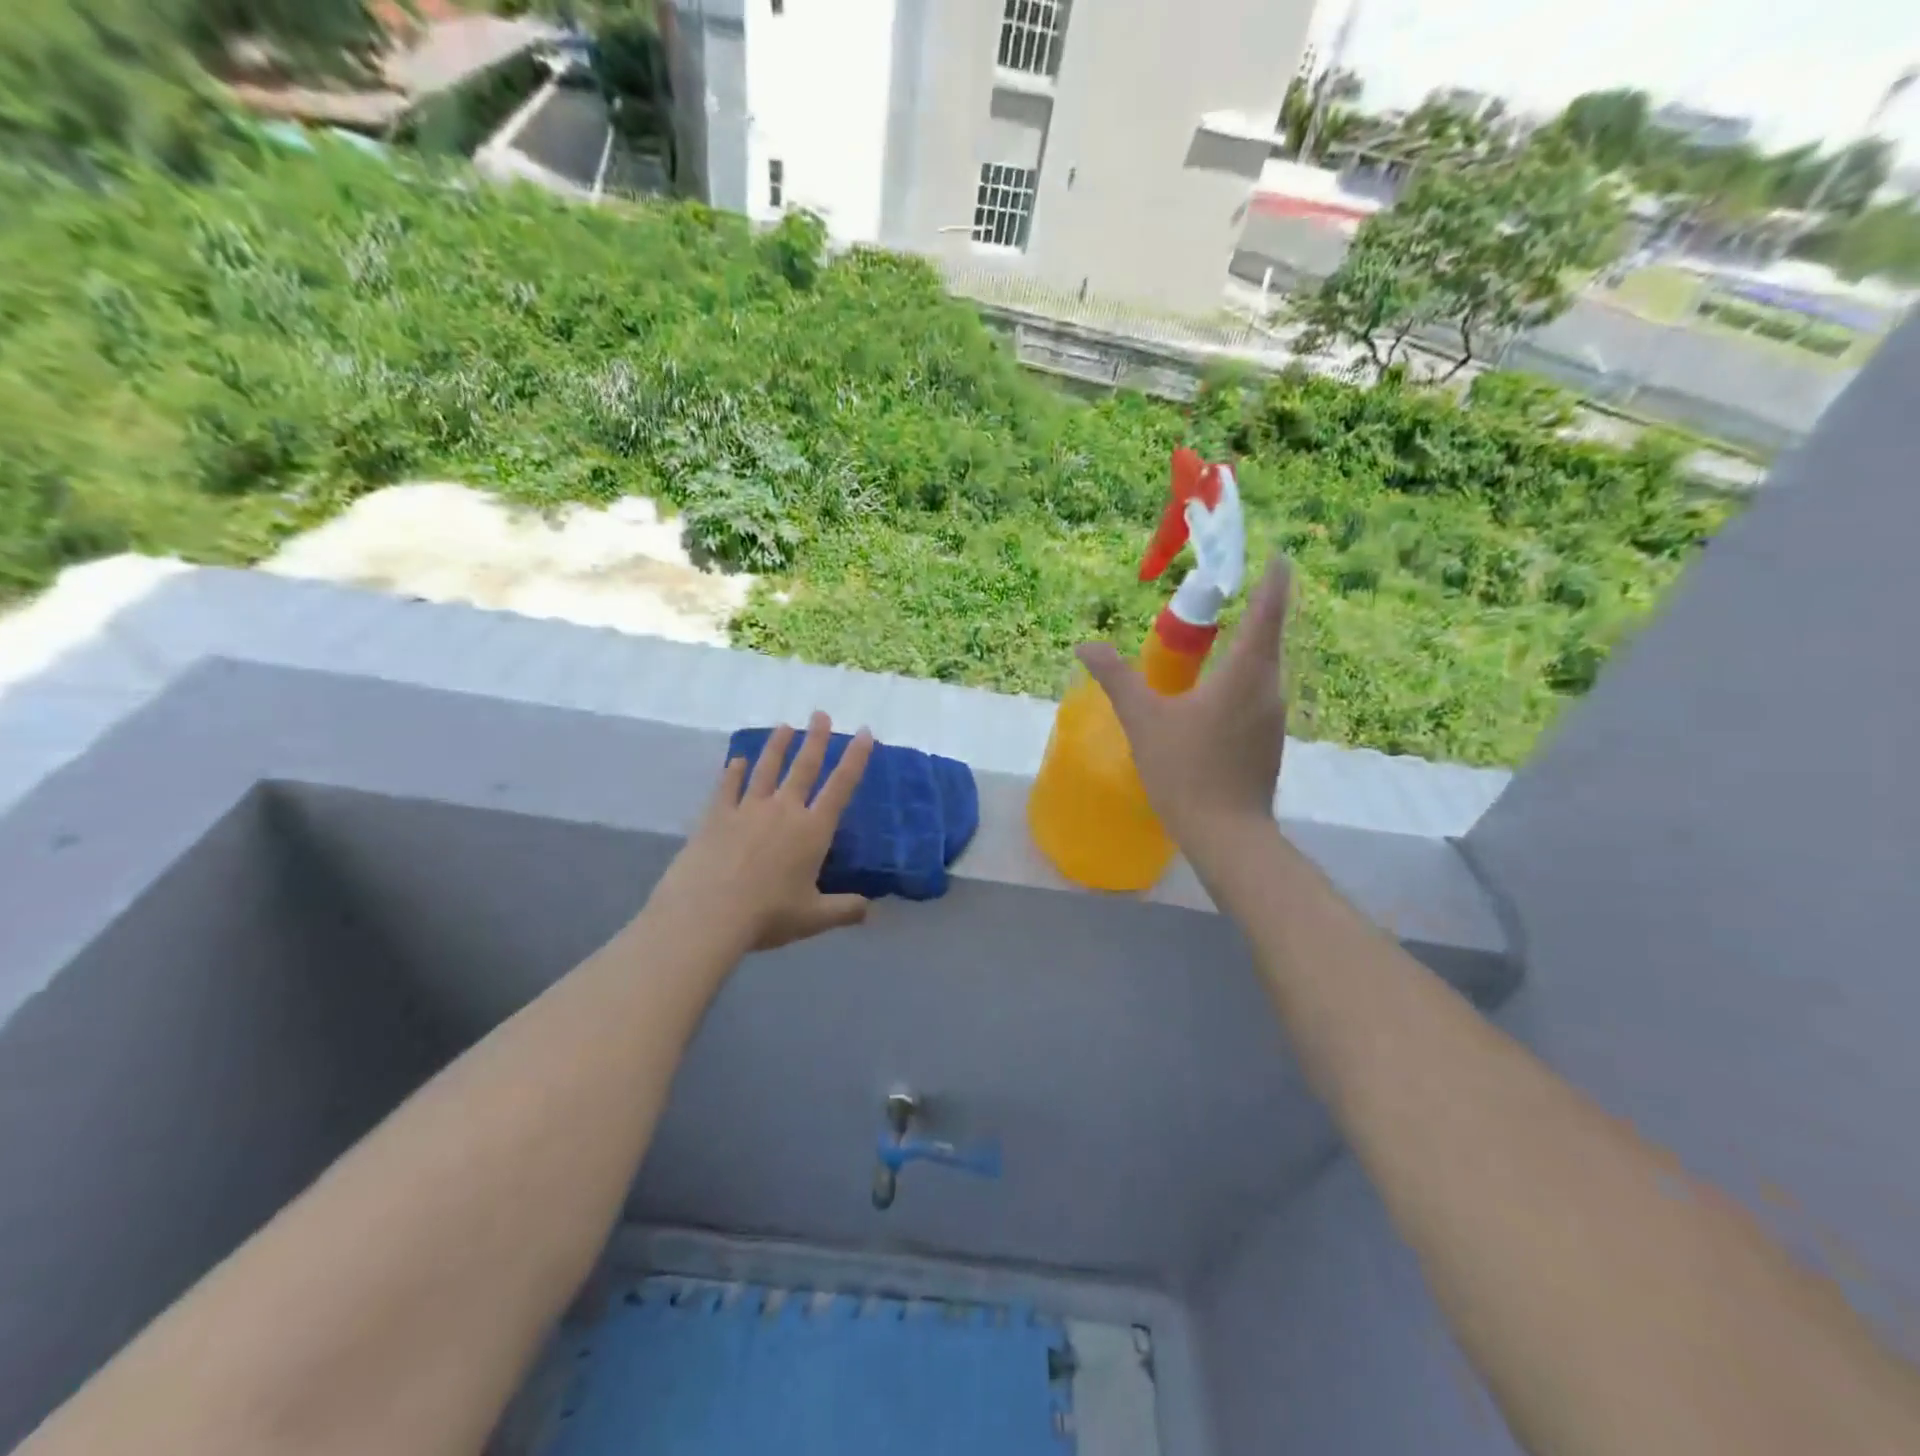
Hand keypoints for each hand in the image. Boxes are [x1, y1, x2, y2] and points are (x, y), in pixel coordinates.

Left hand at [649, 713, 874, 952]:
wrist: (707, 914)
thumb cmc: (767, 915)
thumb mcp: (814, 918)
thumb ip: (844, 910)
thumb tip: (870, 910)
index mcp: (813, 831)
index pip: (841, 786)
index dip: (856, 758)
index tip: (865, 732)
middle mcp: (784, 810)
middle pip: (804, 767)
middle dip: (816, 739)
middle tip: (821, 714)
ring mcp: (747, 809)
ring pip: (766, 768)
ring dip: (777, 746)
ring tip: (785, 726)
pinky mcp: (716, 816)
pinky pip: (728, 787)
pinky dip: (733, 772)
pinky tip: (735, 760)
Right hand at [1076, 555, 1291, 855]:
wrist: (1226, 834)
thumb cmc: (1185, 770)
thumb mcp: (1143, 720)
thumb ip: (1116, 677)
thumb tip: (1084, 646)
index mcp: (1246, 672)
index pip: (1268, 611)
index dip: (1274, 580)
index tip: (1277, 556)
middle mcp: (1269, 688)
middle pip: (1267, 638)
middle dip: (1253, 613)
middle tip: (1222, 600)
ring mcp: (1273, 718)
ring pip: (1262, 670)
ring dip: (1243, 651)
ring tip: (1211, 646)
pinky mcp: (1269, 742)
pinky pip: (1256, 696)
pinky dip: (1238, 682)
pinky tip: (1210, 699)